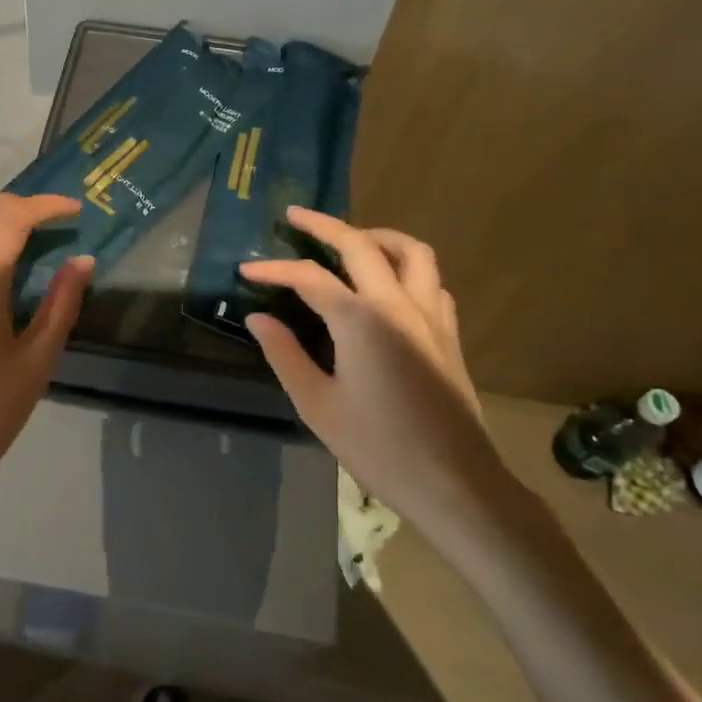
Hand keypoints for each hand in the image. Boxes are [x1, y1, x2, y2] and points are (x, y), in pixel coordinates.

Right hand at [241, 208, 519, 538]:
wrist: (456, 485)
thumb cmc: (379, 448)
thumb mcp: (317, 404)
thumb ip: (284, 354)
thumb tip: (258, 317)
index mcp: (360, 319)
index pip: (309, 277)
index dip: (274, 269)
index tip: (245, 269)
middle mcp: (398, 303)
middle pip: (361, 244)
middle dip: (324, 225)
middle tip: (295, 216)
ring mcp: (431, 316)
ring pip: (411, 252)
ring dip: (377, 237)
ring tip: (350, 241)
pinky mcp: (449, 334)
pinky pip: (431, 281)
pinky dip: (407, 268)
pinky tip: (390, 285)